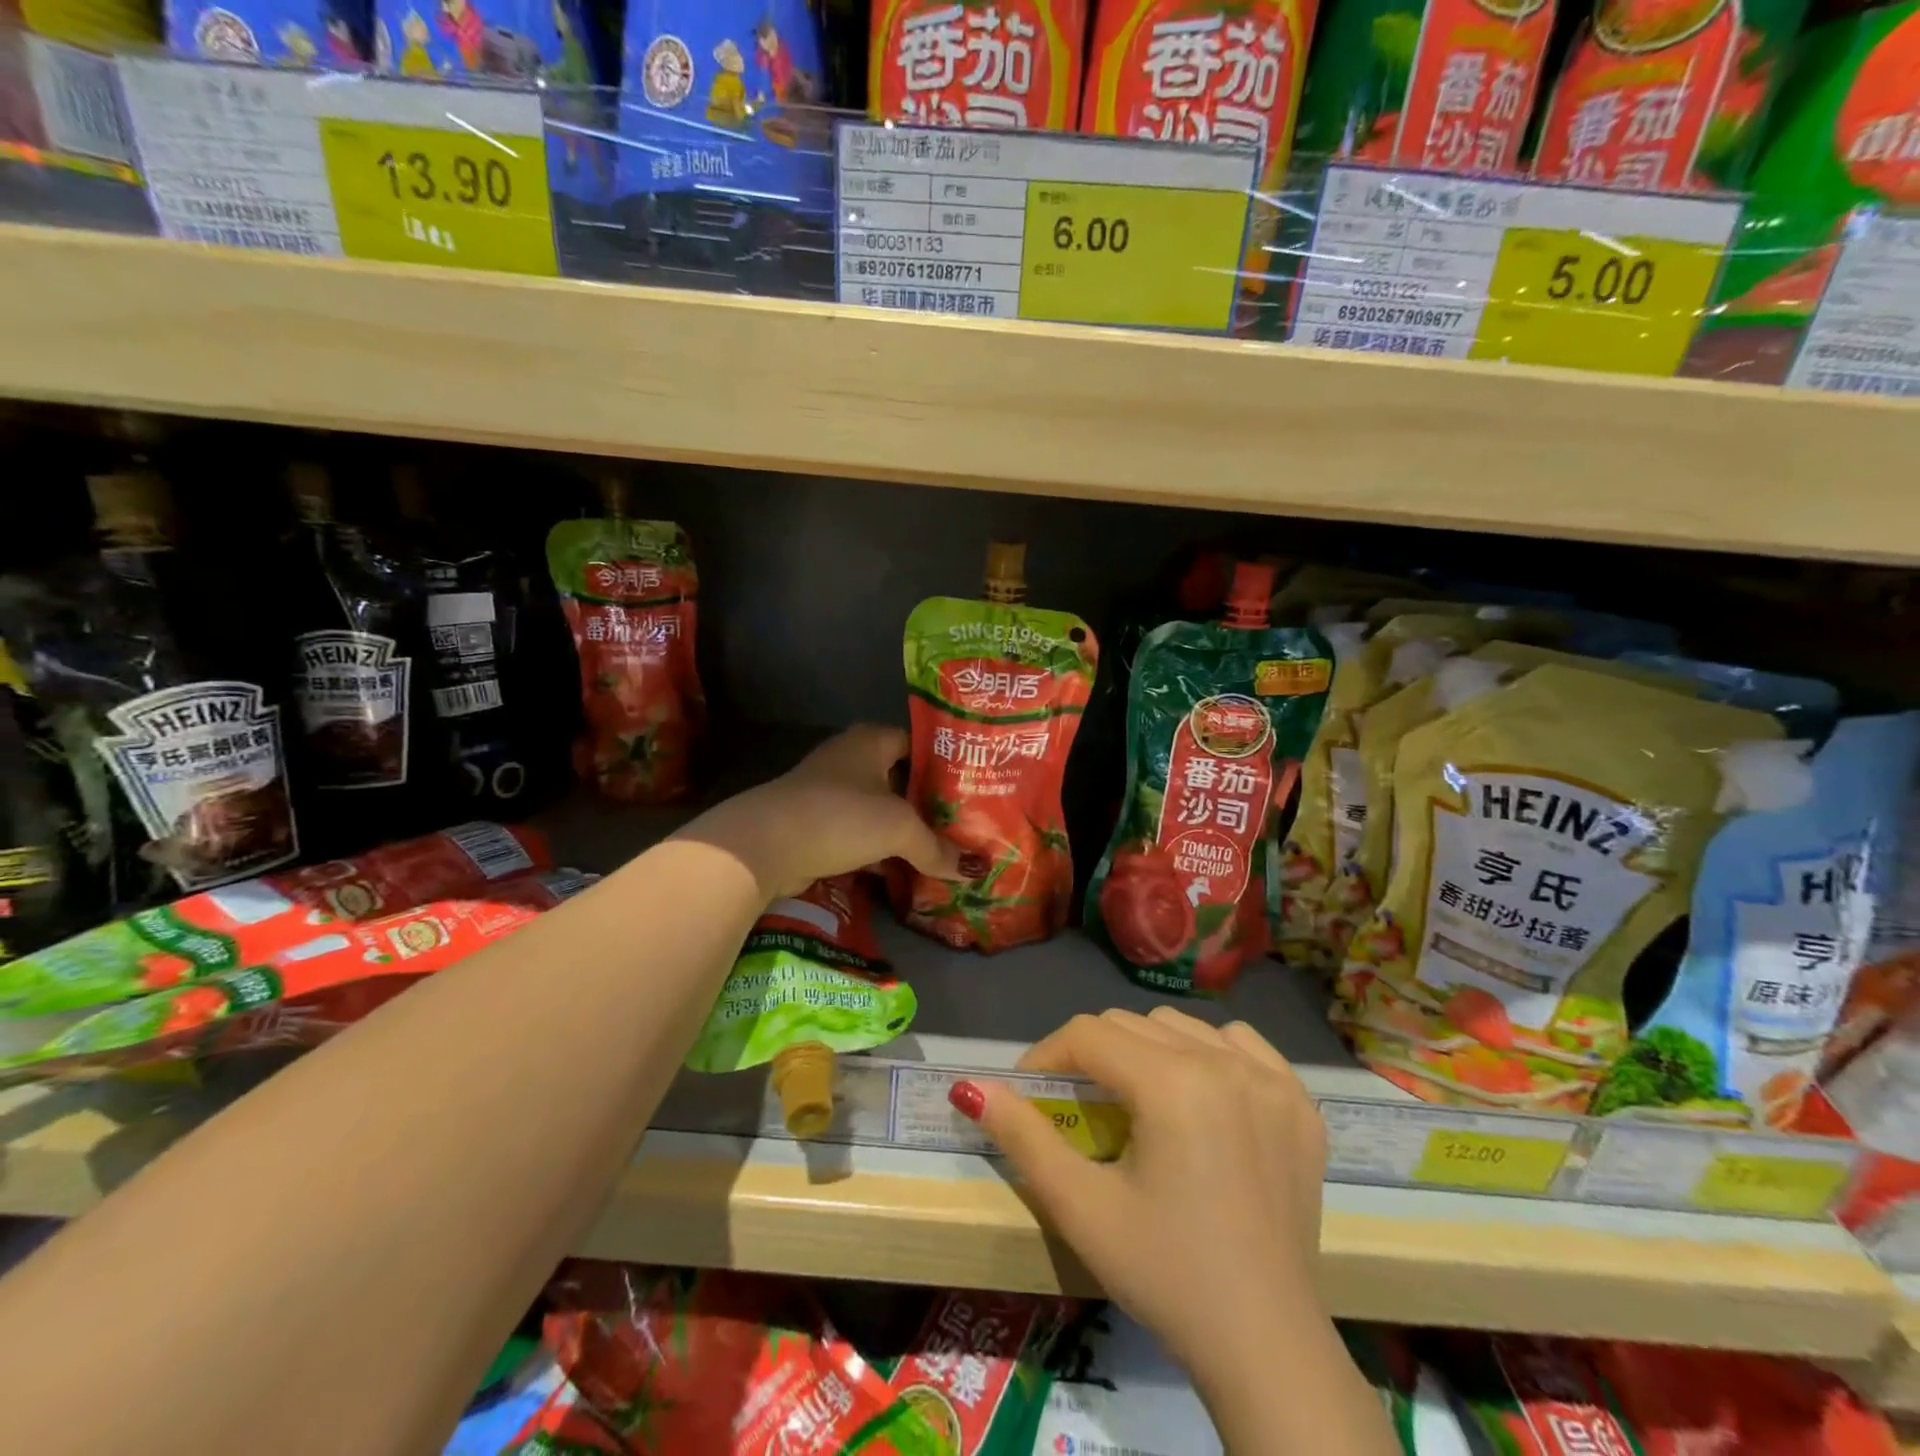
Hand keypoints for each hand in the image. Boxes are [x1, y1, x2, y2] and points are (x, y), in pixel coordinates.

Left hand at [678, 725, 960, 900]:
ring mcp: (831, 793)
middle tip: (967, 824)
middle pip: (901, 779)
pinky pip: (861, 834)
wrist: (765, 845)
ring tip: (945, 851)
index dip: (947, 764)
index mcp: (871, 740)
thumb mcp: (898, 828)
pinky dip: (881, 851)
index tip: (975, 787)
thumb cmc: (839, 816)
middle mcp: (851, 759)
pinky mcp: (818, 825)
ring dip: (906, 831)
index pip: (919, 744)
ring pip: (881, 810)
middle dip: (930, 804)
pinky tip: (907, 871)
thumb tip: (974, 869)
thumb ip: (936, 847)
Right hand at [963, 1008, 1328, 1385]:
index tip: (1030, 1092)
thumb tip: (970, 1089)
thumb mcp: (1081, 1209)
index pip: (1089, 1034)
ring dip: (1147, 1050)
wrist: (1267, 1348)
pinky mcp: (1301, 1102)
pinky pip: (1241, 1044)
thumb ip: (1023, 1137)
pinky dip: (1210, 1053)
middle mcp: (1226, 1063)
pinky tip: (1202, 1095)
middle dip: (1093, 1054)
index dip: (1048, 1056)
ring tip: (1137, 1101)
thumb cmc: (1165, 1276)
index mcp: (1174, 1084)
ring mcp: (1271, 1079)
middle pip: (1133, 1024)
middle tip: (1080, 1105)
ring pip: (1182, 1027)